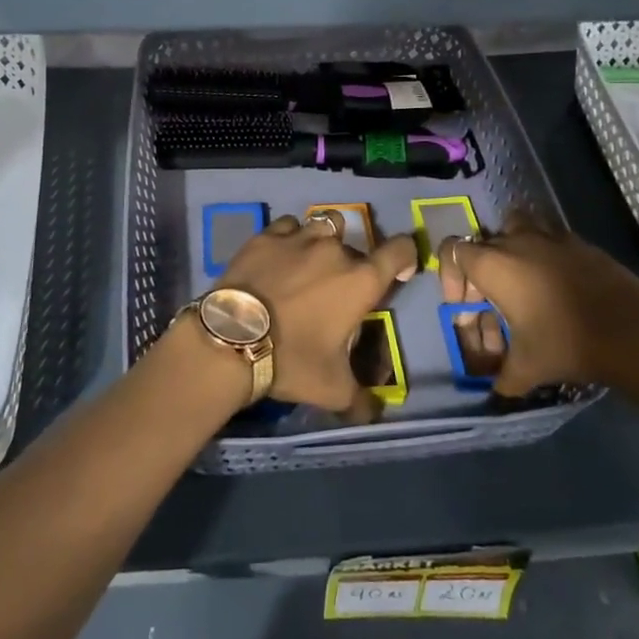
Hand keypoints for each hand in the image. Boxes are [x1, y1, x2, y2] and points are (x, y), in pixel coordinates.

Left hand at [217, 211, 417, 418]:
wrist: (232, 340)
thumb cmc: (292, 360)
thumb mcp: (332, 389)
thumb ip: (361, 399)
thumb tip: (373, 413)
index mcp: (361, 281)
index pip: (400, 251)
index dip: (406, 256)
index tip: (399, 271)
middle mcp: (335, 250)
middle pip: (357, 245)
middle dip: (354, 264)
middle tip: (338, 289)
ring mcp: (298, 238)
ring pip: (324, 225)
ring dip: (324, 241)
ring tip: (310, 263)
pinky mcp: (266, 236)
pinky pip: (287, 226)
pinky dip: (290, 237)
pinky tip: (280, 255)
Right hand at [439, 212, 638, 396]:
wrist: (633, 332)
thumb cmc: (566, 343)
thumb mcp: (526, 368)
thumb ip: (503, 378)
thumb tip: (497, 393)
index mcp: (493, 265)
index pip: (452, 250)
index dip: (450, 276)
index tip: (463, 305)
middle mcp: (516, 241)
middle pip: (483, 243)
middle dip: (480, 272)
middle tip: (491, 305)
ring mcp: (550, 237)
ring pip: (515, 226)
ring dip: (510, 247)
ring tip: (520, 279)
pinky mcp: (580, 242)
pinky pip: (549, 237)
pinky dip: (543, 254)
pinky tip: (556, 285)